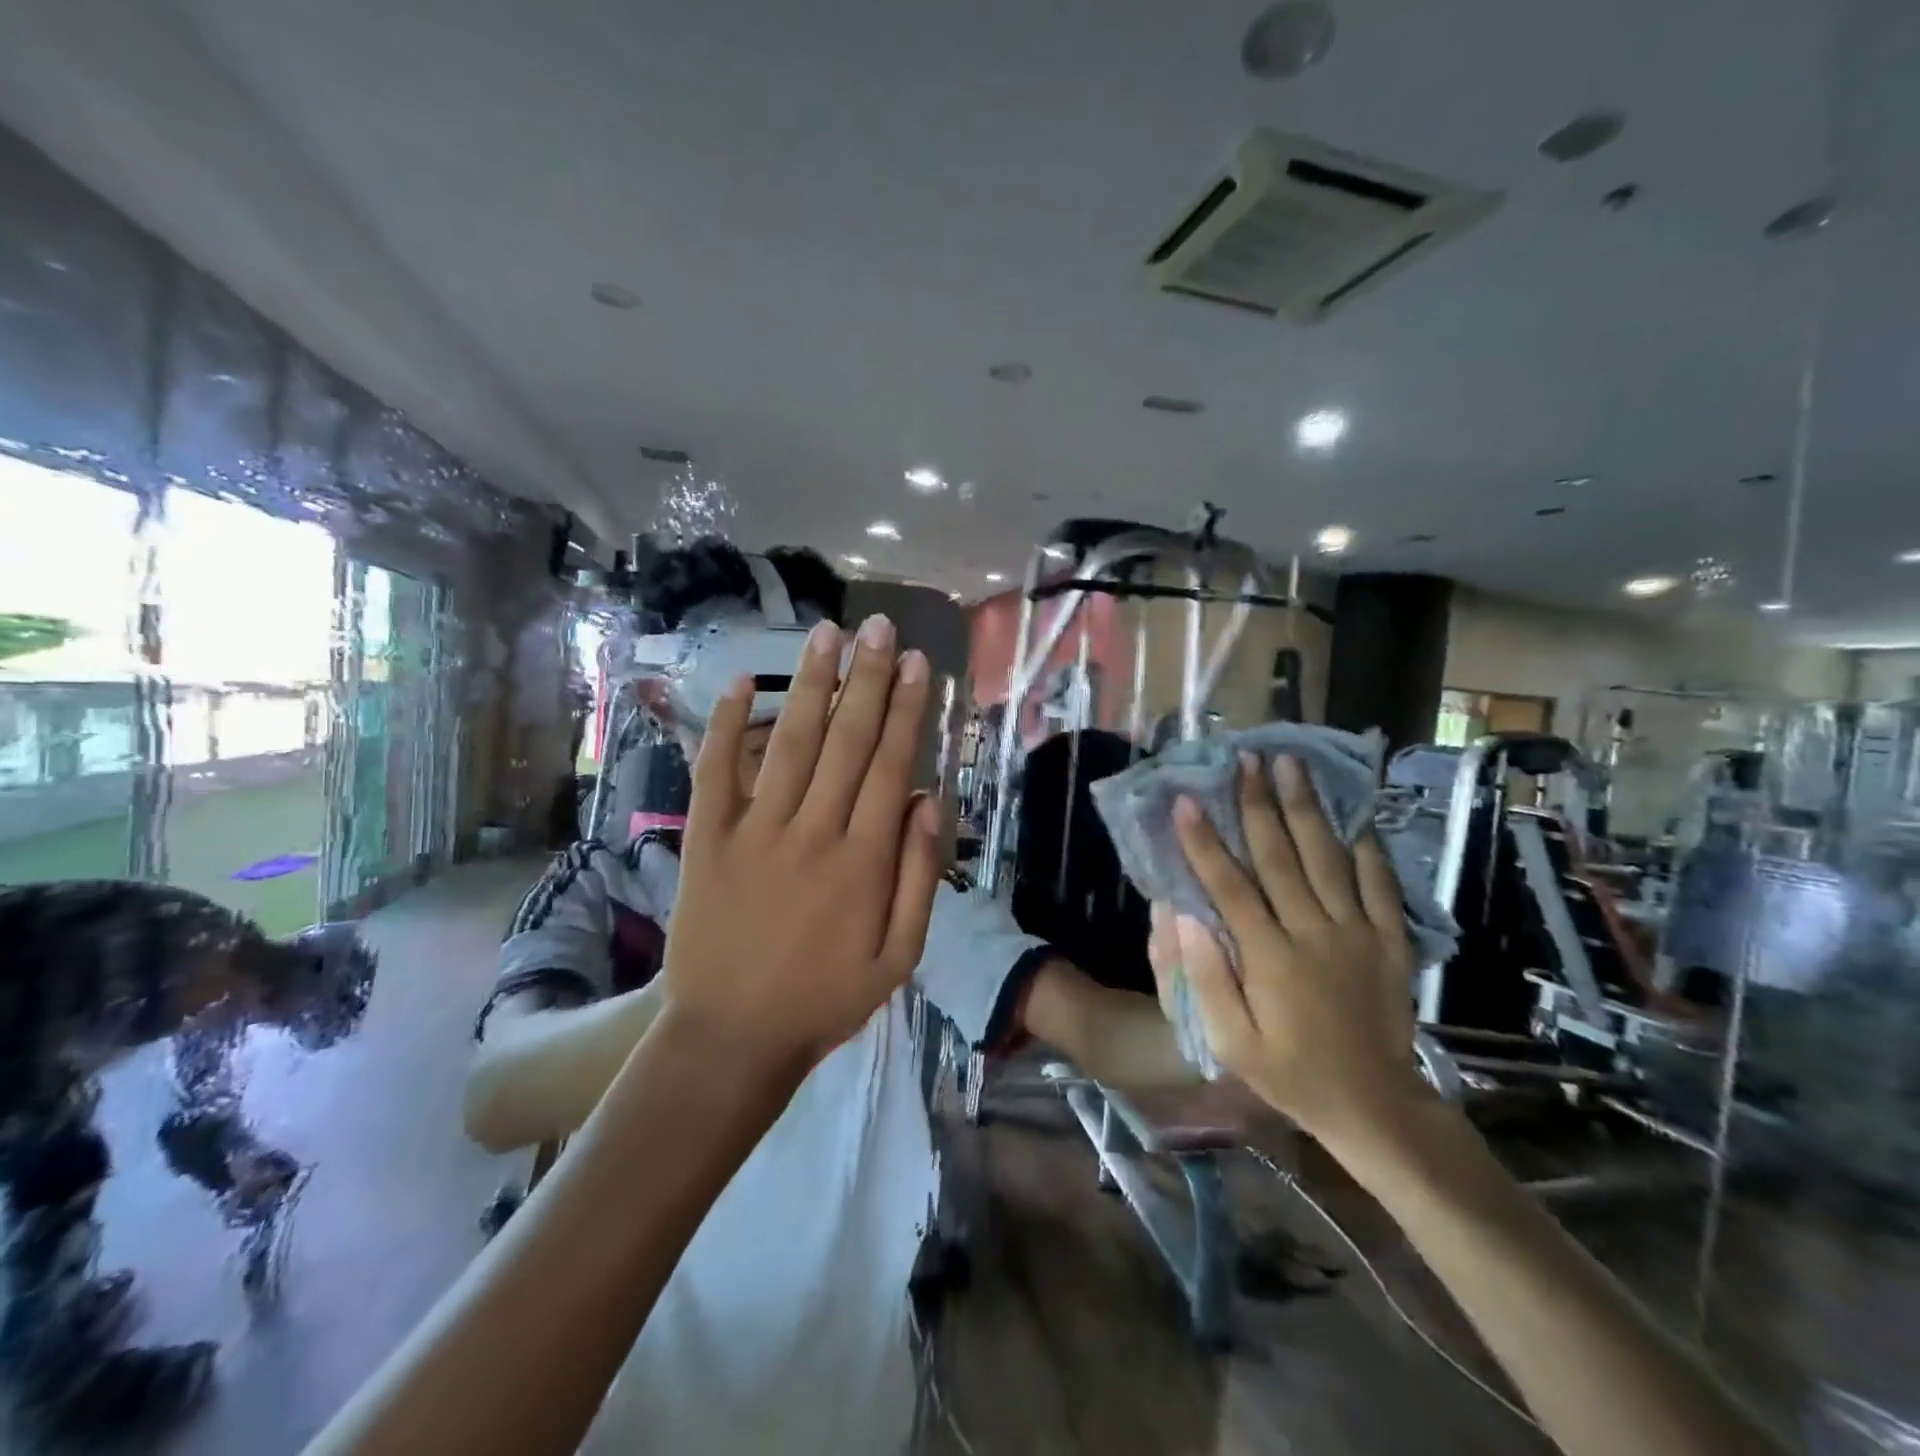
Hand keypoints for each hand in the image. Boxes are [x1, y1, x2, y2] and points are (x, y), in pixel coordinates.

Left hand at [662, 615, 942, 1077]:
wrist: (731, 1038)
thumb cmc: (824, 1000)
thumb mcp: (898, 958)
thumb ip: (918, 878)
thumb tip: (929, 803)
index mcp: (863, 861)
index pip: (891, 766)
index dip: (905, 710)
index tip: (916, 664)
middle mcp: (813, 832)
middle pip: (846, 741)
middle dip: (866, 679)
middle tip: (878, 627)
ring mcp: (755, 832)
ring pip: (790, 743)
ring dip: (811, 685)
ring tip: (827, 635)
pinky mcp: (707, 840)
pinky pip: (716, 773)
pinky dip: (726, 726)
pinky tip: (739, 682)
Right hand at [1165, 753, 1425, 1140]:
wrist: (1376, 1105)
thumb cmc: (1291, 1073)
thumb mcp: (1232, 1043)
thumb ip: (1207, 978)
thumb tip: (1186, 915)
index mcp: (1270, 958)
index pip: (1230, 886)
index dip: (1205, 841)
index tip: (1186, 800)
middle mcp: (1313, 933)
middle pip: (1280, 856)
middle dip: (1258, 804)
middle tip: (1245, 759)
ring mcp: (1357, 932)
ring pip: (1327, 857)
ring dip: (1306, 808)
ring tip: (1291, 765)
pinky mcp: (1389, 939)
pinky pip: (1379, 882)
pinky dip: (1366, 845)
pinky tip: (1353, 813)